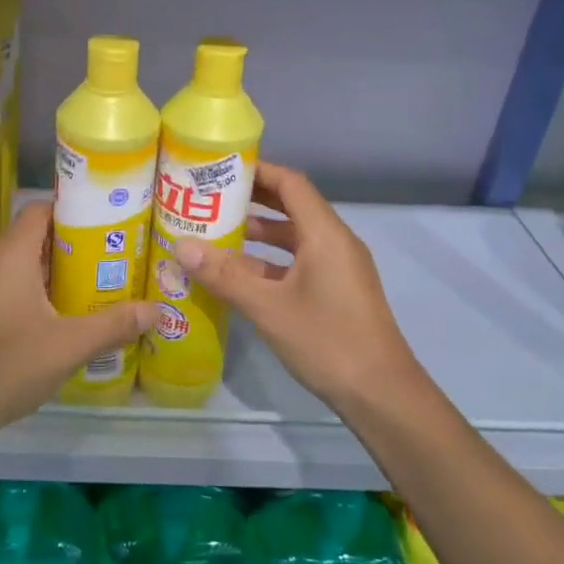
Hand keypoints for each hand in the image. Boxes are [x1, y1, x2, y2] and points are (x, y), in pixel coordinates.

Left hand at [0, 202, 155, 435]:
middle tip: (109, 253)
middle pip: (34, 235)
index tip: (104, 221)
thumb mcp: (69, 345)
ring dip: (54, 267)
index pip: (40, 210)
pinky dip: (36, 287)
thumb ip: (113, 325)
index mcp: (11, 255)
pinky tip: (61, 311)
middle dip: (71, 241)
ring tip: (93, 279)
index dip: (71, 209)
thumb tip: (156, 310)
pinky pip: (11, 283)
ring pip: (22, 262)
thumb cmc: (9, 365)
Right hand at [175, 161, 421, 411]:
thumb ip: (224, 275)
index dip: (258, 171)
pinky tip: (238, 275)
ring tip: (216, 233)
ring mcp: (338, 268)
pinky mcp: (337, 291)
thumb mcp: (268, 307)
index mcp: (325, 234)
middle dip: (253, 200)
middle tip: (210, 198)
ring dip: (259, 233)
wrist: (381, 394)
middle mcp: (335, 242)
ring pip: (294, 237)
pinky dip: (270, 261)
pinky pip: (299, 262)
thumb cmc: (326, 341)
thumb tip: (181, 246)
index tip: (221, 169)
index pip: (291, 184)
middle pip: (292, 206)